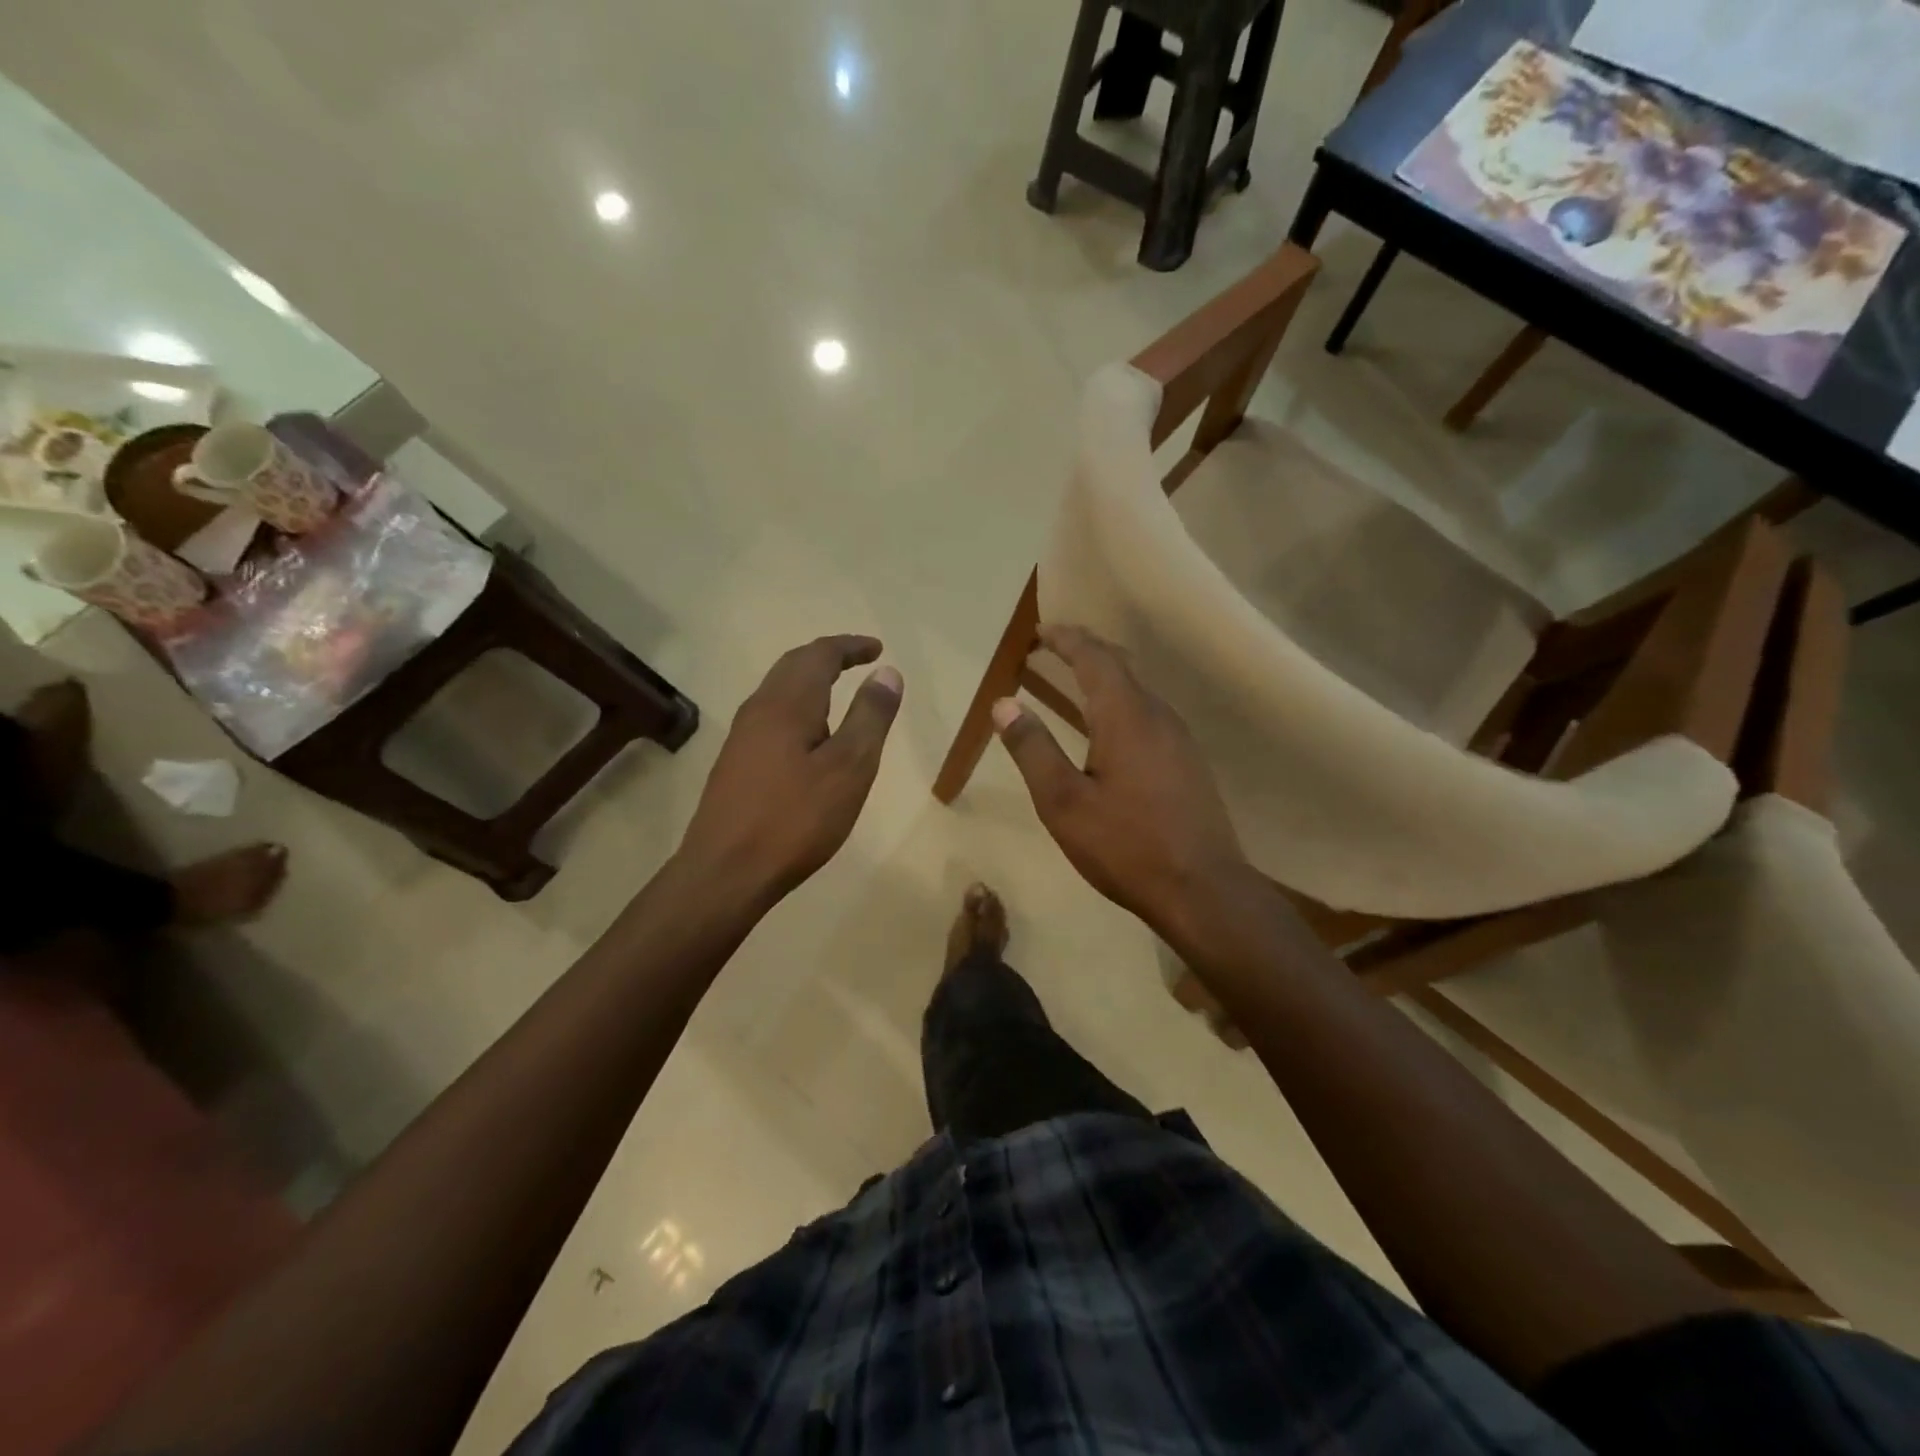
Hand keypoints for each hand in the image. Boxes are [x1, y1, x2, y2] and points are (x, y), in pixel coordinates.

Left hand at [677, 635, 902, 902]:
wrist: (726, 871)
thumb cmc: (795, 819)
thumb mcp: (849, 768)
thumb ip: (870, 717)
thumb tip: (887, 672)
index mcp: (787, 703)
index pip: (820, 655)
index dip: (850, 647)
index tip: (878, 649)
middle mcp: (759, 709)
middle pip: (793, 665)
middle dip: (828, 657)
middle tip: (860, 660)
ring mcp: (742, 736)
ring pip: (779, 690)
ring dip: (810, 680)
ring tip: (839, 690)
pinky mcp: (735, 762)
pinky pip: (771, 715)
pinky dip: (798, 705)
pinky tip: (808, 734)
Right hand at [993, 625, 1250, 935]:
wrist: (1203, 890)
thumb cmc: (1126, 845)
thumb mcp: (1063, 802)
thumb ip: (1032, 749)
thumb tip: (1004, 704)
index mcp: (1125, 716)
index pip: (1094, 658)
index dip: (1066, 639)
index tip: (1040, 631)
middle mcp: (1158, 715)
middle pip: (1121, 666)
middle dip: (1086, 650)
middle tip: (1054, 646)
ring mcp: (1180, 738)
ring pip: (1139, 689)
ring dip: (1106, 676)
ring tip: (1075, 680)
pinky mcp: (1189, 762)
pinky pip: (1150, 713)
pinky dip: (1122, 702)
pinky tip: (1110, 728)